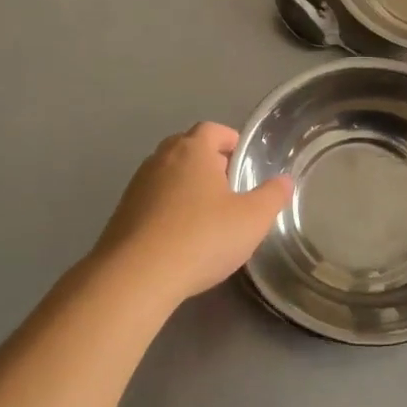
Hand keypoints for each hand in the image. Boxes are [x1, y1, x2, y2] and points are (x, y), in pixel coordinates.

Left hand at [91, 123, 291, 308]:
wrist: (136, 277)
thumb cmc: (201, 238)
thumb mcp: (252, 219)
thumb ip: (272, 196)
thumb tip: (284, 180)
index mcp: (192, 150)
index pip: (212, 129)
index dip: (230, 140)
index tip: (243, 160)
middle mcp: (160, 159)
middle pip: (187, 148)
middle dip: (208, 162)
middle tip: (229, 187)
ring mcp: (137, 185)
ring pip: (168, 175)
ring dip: (186, 186)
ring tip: (206, 215)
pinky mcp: (122, 213)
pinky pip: (152, 200)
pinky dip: (168, 209)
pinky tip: (180, 237)